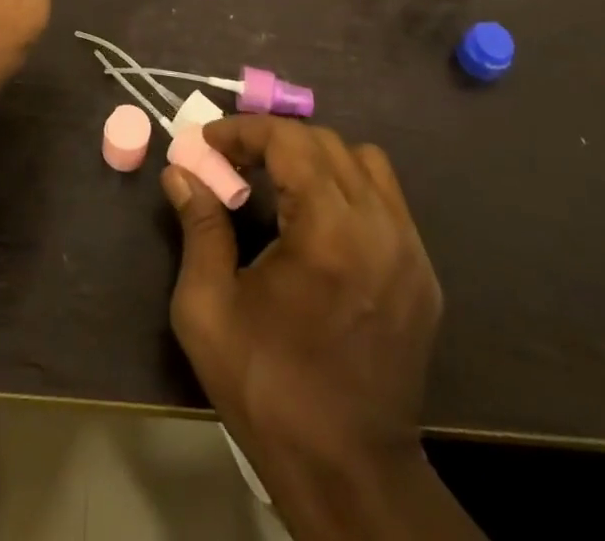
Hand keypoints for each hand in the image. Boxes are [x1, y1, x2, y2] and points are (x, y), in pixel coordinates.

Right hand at [163, 117, 450, 526]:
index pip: (288, 140)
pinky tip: (319, 222)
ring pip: (364, 162)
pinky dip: (348, 188)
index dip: (243, 130)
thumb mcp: (208, 310)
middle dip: (273, 140)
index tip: (207, 141)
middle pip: (325, 142)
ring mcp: (410, 250)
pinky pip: (387, 200)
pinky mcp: (424, 274)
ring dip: (316, 158)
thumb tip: (180, 172)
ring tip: (279, 184)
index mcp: (328, 231)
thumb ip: (198, 227)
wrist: (350, 476)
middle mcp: (379, 226)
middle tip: (233, 162)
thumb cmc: (268, 390)